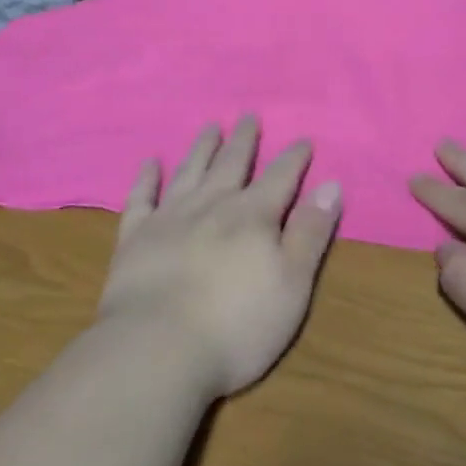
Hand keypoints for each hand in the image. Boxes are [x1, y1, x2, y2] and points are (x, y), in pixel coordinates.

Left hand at [98, 116, 340, 400]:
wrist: (156, 350)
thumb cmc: (236, 325)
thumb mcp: (292, 285)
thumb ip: (310, 233)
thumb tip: (331, 185)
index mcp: (253, 216)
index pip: (280, 177)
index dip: (293, 158)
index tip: (303, 139)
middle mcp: (212, 205)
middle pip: (231, 164)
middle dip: (243, 140)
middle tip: (248, 116)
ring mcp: (170, 218)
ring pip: (189, 171)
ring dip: (202, 148)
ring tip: (209, 126)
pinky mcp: (135, 238)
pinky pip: (141, 198)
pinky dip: (146, 179)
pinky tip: (150, 163)